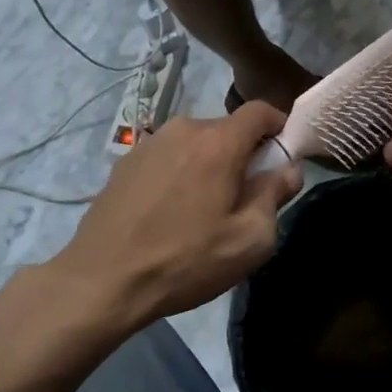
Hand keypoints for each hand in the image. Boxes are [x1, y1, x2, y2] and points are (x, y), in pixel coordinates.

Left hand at [55, 101, 301, 330]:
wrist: (102, 281)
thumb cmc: (186, 260)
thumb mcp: (250, 239)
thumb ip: (275, 195)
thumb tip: (288, 169)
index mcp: (218, 143)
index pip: (259, 111)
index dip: (280, 125)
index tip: (284, 154)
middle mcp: (183, 130)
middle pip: (227, 129)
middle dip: (244, 154)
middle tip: (246, 196)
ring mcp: (148, 144)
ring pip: (195, 143)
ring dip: (210, 164)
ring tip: (205, 208)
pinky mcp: (124, 164)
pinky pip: (168, 158)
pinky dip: (181, 173)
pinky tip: (172, 212)